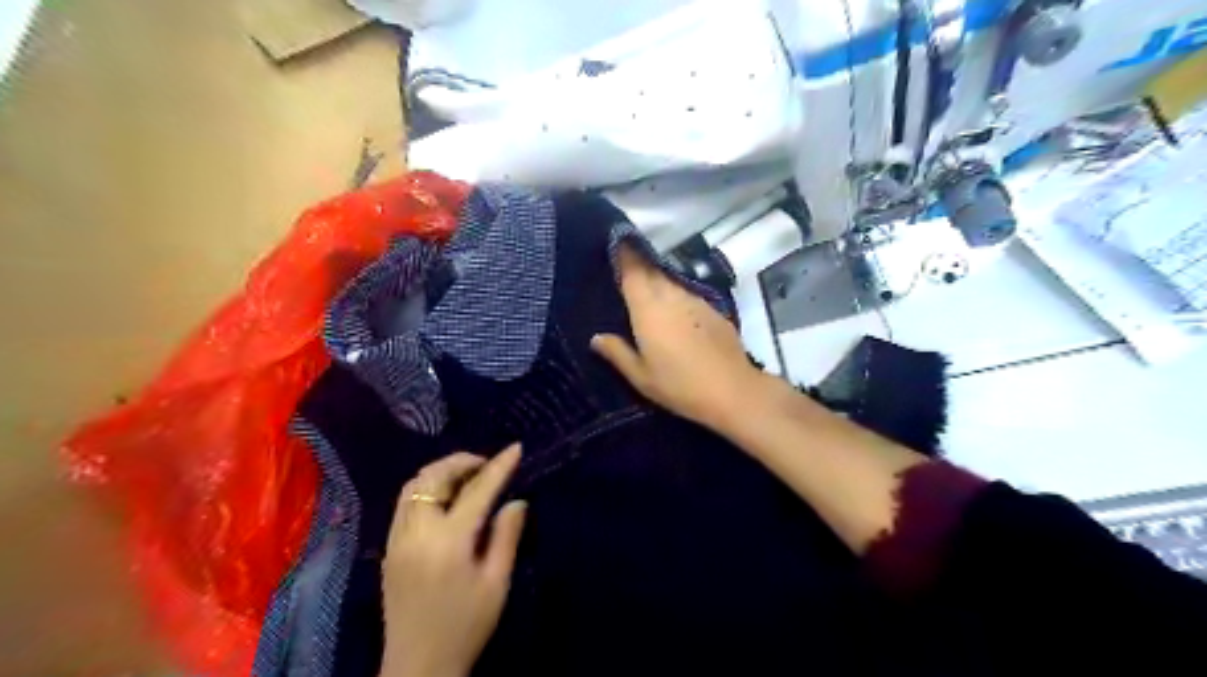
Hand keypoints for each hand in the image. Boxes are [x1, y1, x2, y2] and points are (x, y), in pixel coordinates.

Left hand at [377, 445, 525, 676]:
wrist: (418, 667)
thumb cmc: (466, 627)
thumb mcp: (496, 584)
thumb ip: (506, 537)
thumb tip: (516, 500)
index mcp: (448, 542)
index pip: (477, 491)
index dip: (498, 466)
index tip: (516, 448)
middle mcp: (416, 533)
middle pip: (432, 478)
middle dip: (461, 461)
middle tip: (487, 463)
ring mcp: (397, 540)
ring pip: (412, 486)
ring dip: (441, 472)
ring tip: (468, 476)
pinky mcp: (389, 549)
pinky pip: (404, 504)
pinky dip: (425, 488)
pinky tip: (445, 499)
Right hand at [593, 246, 760, 429]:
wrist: (732, 390)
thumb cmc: (679, 385)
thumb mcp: (641, 376)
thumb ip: (617, 352)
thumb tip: (596, 338)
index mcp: (648, 309)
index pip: (632, 271)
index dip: (623, 254)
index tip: (615, 243)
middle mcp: (671, 296)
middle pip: (651, 271)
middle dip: (638, 264)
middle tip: (625, 266)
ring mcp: (695, 300)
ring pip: (671, 281)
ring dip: (658, 280)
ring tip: (648, 290)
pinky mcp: (713, 309)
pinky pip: (688, 294)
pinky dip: (677, 296)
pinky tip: (675, 312)